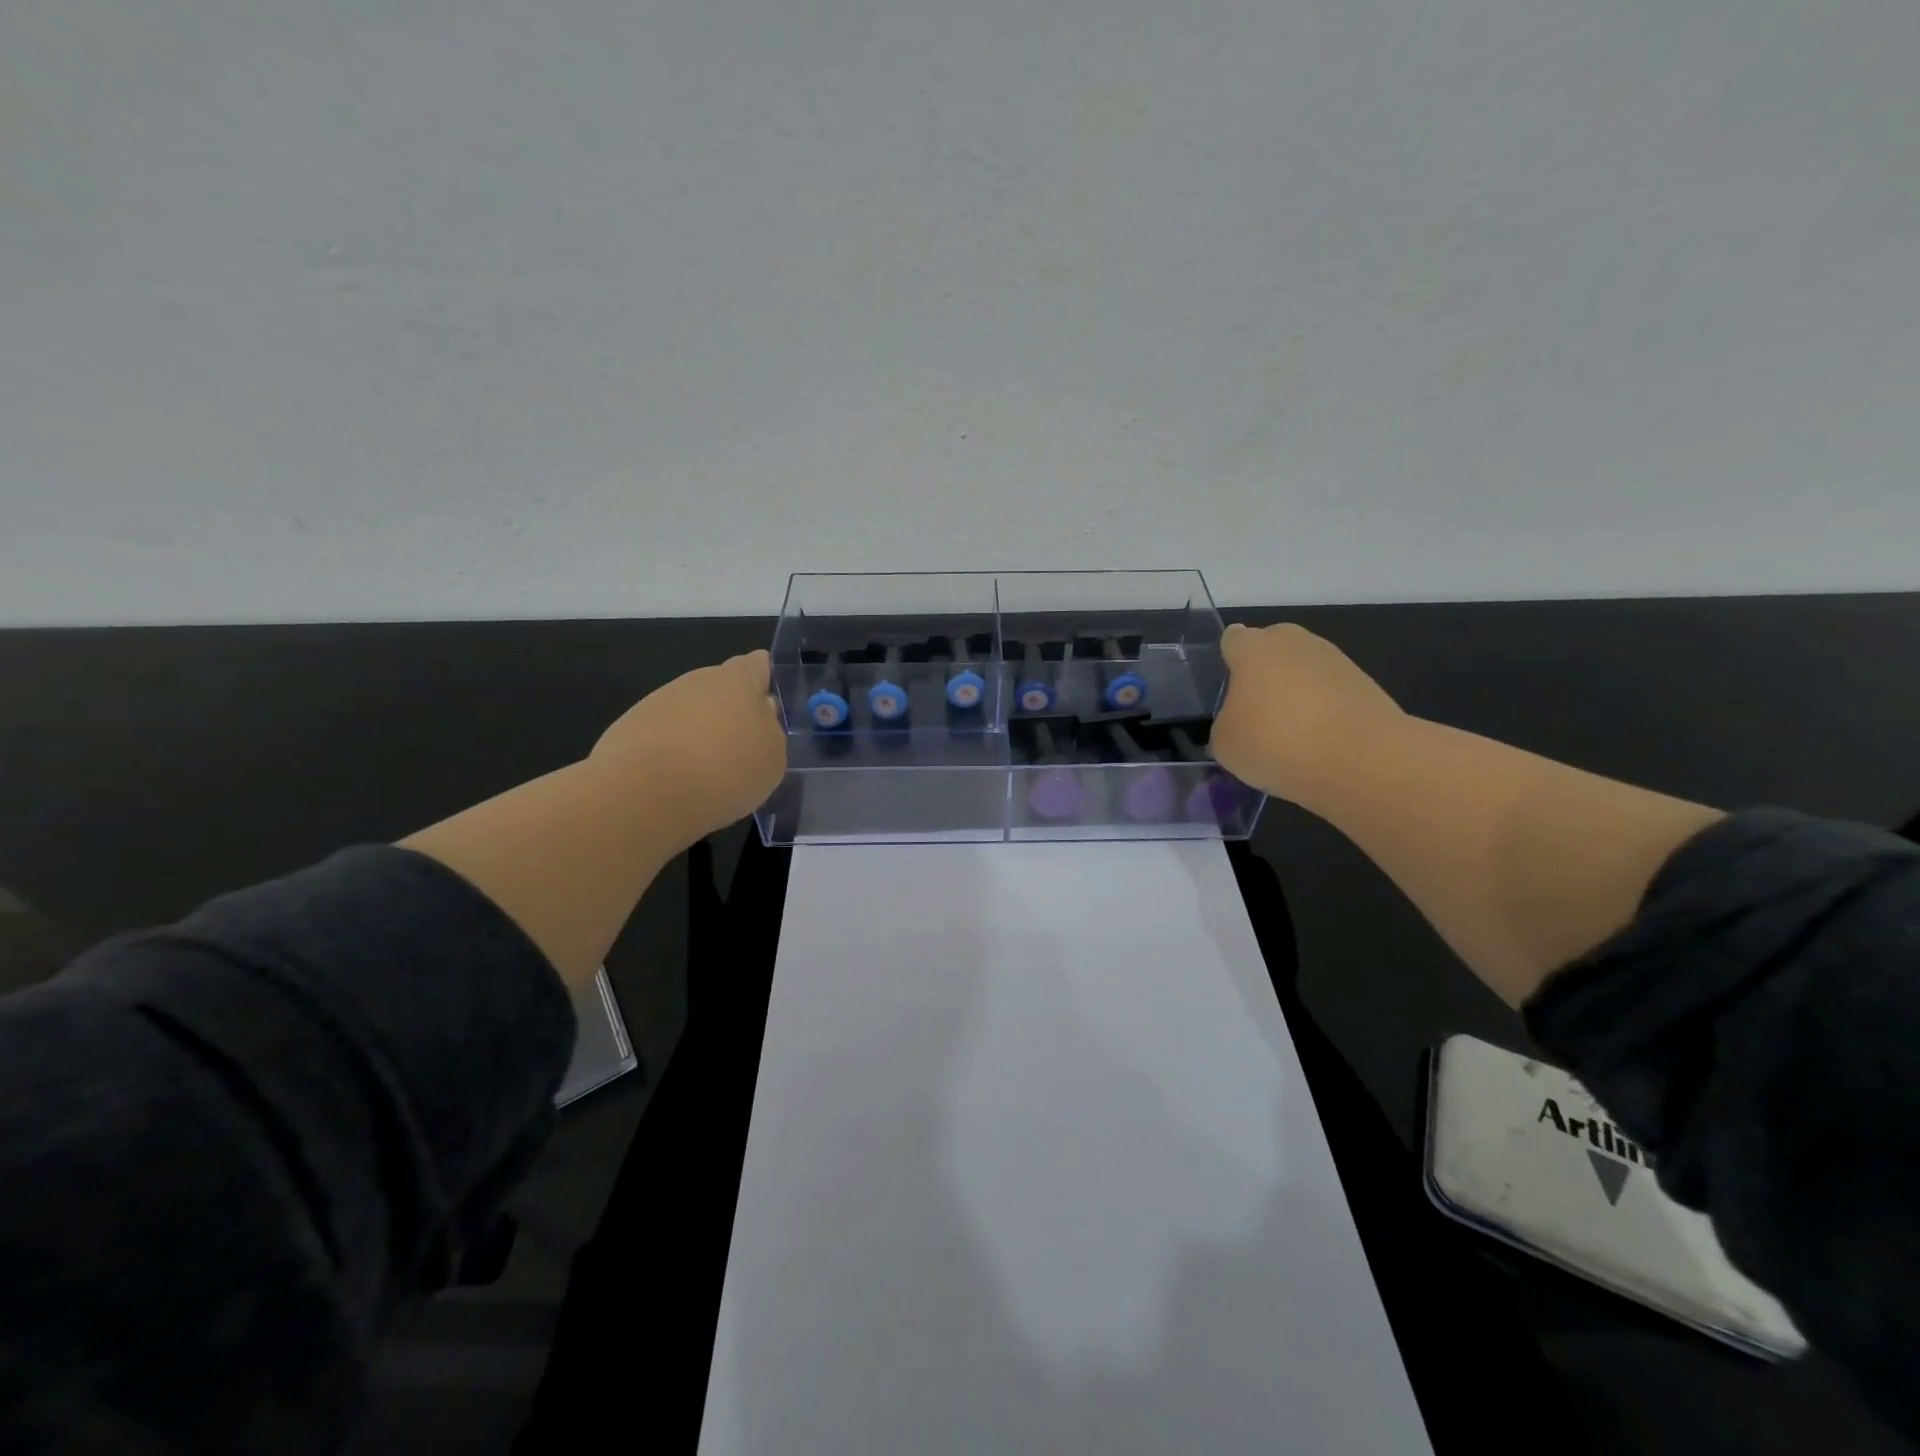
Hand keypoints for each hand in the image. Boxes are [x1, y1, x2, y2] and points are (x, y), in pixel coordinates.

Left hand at [590, 651, 786, 842]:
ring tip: (706, 771)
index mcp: (739, 681)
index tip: (766, 705)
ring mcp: (660, 700)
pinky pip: (663, 732)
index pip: (757, 664)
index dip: (763, 680)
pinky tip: (676, 779)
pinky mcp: (630, 726)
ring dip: (699, 730)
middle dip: (730, 709)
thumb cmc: (724, 772)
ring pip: (690, 710)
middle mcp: (698, 681)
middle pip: (721, 687)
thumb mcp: (772, 760)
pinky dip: (672, 749)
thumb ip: (770, 731)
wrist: (644, 794)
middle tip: (740, 748)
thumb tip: (760, 716)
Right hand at [1209, 623, 1404, 807]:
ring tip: (1290, 735)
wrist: (1362, 760)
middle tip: (1255, 713)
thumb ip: (1225, 725)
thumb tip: (1239, 725)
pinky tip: (1318, 743)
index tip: (1225, 690)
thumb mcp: (1225, 744)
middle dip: (1264, 673)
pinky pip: (1330, 694)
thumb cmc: (1276, 742)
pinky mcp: (1366, 685)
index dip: (1227, 661)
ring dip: (1296, 693)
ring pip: (1304, 671)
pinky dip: (1323, 712)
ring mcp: (1335, 660)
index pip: (1232, 639)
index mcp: (1253, 648)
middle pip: (1272, 649)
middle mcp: (1295, 642)